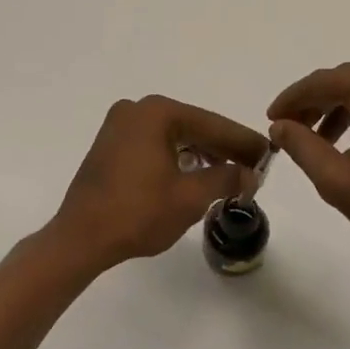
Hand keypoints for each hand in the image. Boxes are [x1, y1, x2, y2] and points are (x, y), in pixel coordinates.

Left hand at [49, 96, 268, 271]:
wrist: (80, 239)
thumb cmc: (137, 213)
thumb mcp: (190, 197)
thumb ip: (226, 178)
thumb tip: (250, 174)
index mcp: (156, 113)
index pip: (212, 124)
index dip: (243, 142)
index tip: (269, 153)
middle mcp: (136, 110)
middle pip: (193, 127)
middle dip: (224, 148)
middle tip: (254, 167)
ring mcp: (119, 126)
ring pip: (174, 137)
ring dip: (202, 154)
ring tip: (230, 175)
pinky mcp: (110, 146)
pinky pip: (155, 145)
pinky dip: (178, 158)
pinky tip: (196, 174)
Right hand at [268, 62, 349, 267]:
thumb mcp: (337, 180)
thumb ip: (301, 146)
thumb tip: (279, 126)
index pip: (325, 81)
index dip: (293, 99)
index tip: (272, 118)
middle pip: (349, 79)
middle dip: (316, 102)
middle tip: (290, 128)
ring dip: (342, 107)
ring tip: (319, 139)